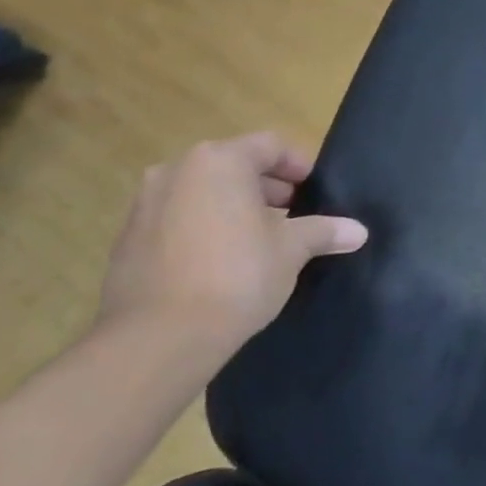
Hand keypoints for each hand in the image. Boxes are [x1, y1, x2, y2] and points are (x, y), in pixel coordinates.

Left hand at [98, 133, 367, 364]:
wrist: (158, 340)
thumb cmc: (236, 275)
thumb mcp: (292, 250)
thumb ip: (323, 231)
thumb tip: (358, 231)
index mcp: (219, 161)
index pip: (270, 146)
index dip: (299, 165)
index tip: (315, 191)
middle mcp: (176, 172)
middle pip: (233, 166)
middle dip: (266, 188)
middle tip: (293, 216)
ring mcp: (145, 206)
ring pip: (202, 194)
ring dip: (233, 208)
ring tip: (260, 241)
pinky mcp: (127, 242)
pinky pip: (177, 221)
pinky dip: (203, 230)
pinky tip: (223, 264)